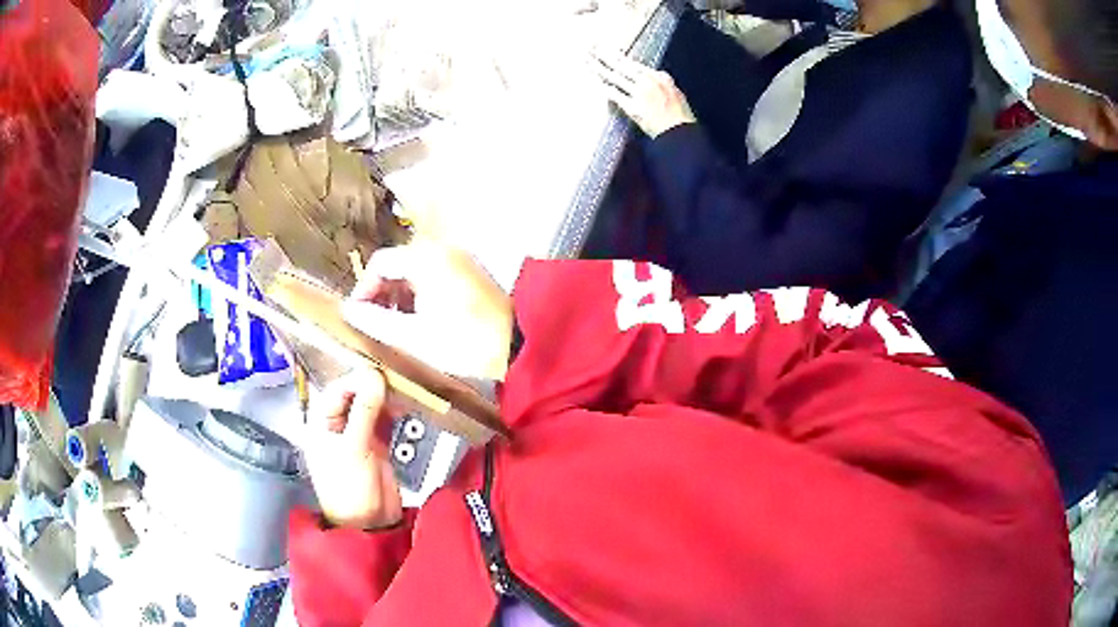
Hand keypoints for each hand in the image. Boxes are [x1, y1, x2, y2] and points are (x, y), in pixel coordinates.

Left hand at [303, 371, 402, 529]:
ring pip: (372, 407)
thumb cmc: (350, 489)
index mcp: (322, 425)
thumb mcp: (355, 448)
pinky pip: (385, 422)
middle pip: (355, 396)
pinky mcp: (377, 445)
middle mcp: (338, 427)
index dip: (356, 380)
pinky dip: (395, 414)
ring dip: (386, 399)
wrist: (371, 525)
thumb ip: (365, 411)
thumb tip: (375, 375)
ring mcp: (358, 436)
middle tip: (395, 380)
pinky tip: (406, 408)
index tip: (378, 374)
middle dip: (373, 387)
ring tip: (404, 392)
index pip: (336, 391)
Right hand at [342, 240, 512, 380]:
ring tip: (396, 327)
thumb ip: (377, 322)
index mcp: (426, 258)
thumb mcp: (414, 337)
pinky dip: (420, 294)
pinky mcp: (470, 271)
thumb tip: (349, 312)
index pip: (380, 264)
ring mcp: (459, 258)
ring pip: (415, 271)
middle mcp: (442, 249)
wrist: (518, 346)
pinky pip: (434, 275)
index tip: (359, 317)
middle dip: (382, 294)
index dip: (364, 290)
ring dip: (401, 296)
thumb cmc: (463, 342)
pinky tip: (420, 320)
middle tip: (376, 324)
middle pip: (397, 265)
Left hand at [593, 50, 696, 137]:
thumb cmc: (680, 117)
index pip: (632, 63)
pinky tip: (594, 81)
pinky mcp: (633, 107)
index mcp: (659, 77)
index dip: (617, 55)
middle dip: (604, 55)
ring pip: (615, 76)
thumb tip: (655, 74)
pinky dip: (603, 86)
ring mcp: (640, 94)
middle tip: (590, 48)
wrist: (681, 134)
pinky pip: (615, 94)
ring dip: (599, 67)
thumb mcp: (675, 92)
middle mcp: (648, 81)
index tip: (605, 49)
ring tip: (587, 61)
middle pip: (621, 65)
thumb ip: (662, 81)